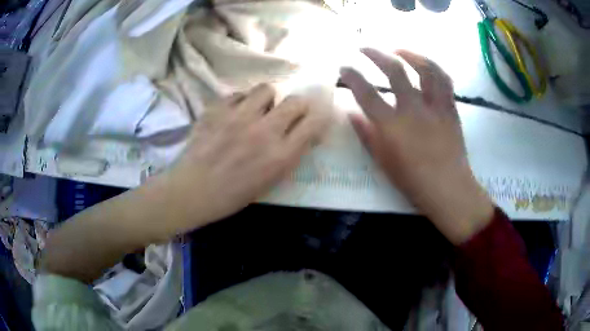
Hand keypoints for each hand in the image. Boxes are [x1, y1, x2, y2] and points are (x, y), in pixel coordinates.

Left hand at [156, 83, 329, 234]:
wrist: (192, 190)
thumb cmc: (232, 195)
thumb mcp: (269, 181)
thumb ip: (289, 155)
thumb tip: (303, 134)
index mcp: (280, 156)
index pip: (313, 123)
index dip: (319, 116)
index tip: (314, 117)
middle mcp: (264, 131)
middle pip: (295, 101)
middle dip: (297, 105)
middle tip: (287, 113)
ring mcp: (239, 116)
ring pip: (266, 89)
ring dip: (267, 99)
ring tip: (257, 110)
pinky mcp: (217, 109)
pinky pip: (238, 94)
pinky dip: (240, 102)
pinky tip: (233, 114)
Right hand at [341, 49, 493, 244]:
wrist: (448, 188)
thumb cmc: (412, 180)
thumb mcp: (383, 161)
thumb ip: (365, 134)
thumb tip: (351, 113)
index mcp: (392, 125)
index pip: (365, 92)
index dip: (352, 76)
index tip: (344, 68)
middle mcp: (413, 109)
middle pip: (394, 70)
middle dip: (376, 54)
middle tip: (364, 48)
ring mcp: (434, 106)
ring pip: (425, 69)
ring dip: (410, 54)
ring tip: (398, 49)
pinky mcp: (450, 109)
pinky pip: (445, 81)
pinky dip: (434, 68)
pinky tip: (426, 65)